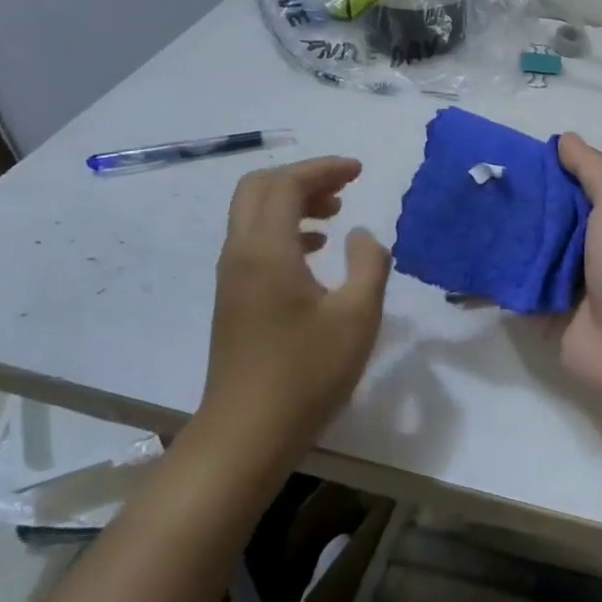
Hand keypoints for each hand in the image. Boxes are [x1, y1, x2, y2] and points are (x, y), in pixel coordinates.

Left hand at [195, 157, 390, 469]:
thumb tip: (361, 234)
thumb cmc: (307, 372)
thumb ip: (369, 263)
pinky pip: (255, 242)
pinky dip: (285, 230)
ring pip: (254, 216)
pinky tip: (315, 252)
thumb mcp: (357, 316)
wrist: (248, 433)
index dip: (323, 168)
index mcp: (267, 249)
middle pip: (259, 189)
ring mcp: (232, 278)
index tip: (359, 170)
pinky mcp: (234, 299)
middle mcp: (240, 253)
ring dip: (293, 203)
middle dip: (303, 178)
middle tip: (344, 185)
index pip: (286, 184)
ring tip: (336, 214)